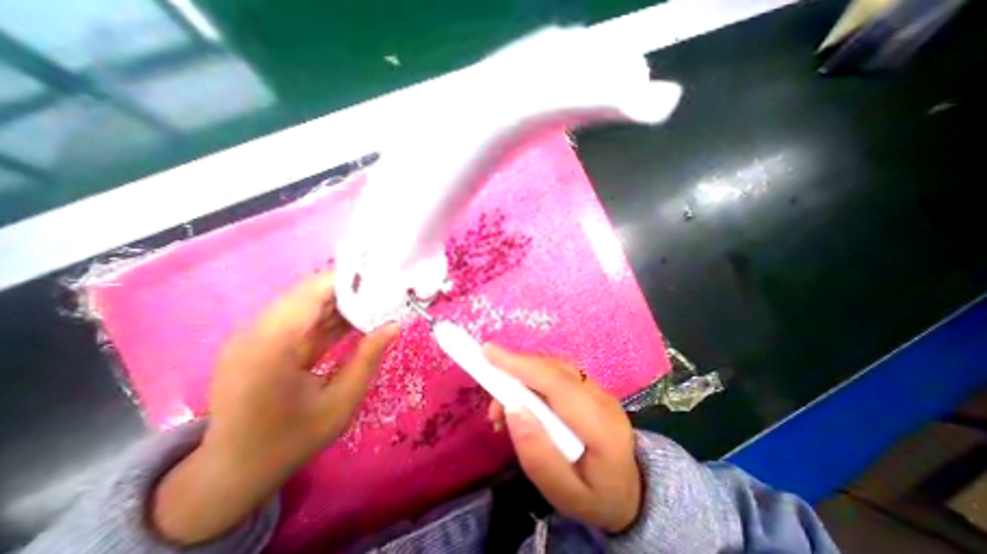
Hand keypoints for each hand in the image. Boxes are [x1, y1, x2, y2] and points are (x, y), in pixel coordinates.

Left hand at [154, 272, 399, 544]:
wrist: (234, 471)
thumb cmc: (290, 440)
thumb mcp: (340, 402)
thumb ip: (368, 358)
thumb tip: (395, 325)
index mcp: (271, 345)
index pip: (312, 291)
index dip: (349, 279)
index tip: (383, 277)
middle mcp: (257, 331)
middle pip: (310, 291)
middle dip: (351, 288)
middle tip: (387, 290)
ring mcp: (257, 335)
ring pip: (307, 301)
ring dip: (343, 301)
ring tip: (379, 301)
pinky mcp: (264, 340)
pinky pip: (303, 317)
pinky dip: (331, 315)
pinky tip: (357, 318)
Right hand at [485, 347, 639, 530]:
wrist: (630, 491)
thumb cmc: (595, 497)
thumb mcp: (564, 495)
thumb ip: (537, 455)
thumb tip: (511, 408)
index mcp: (602, 428)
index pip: (558, 385)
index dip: (521, 365)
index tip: (488, 353)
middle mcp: (602, 398)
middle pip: (554, 369)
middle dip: (516, 368)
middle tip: (491, 390)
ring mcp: (598, 388)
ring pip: (554, 365)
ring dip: (523, 373)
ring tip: (504, 402)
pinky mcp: (590, 386)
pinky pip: (557, 370)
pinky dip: (533, 375)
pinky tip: (522, 397)